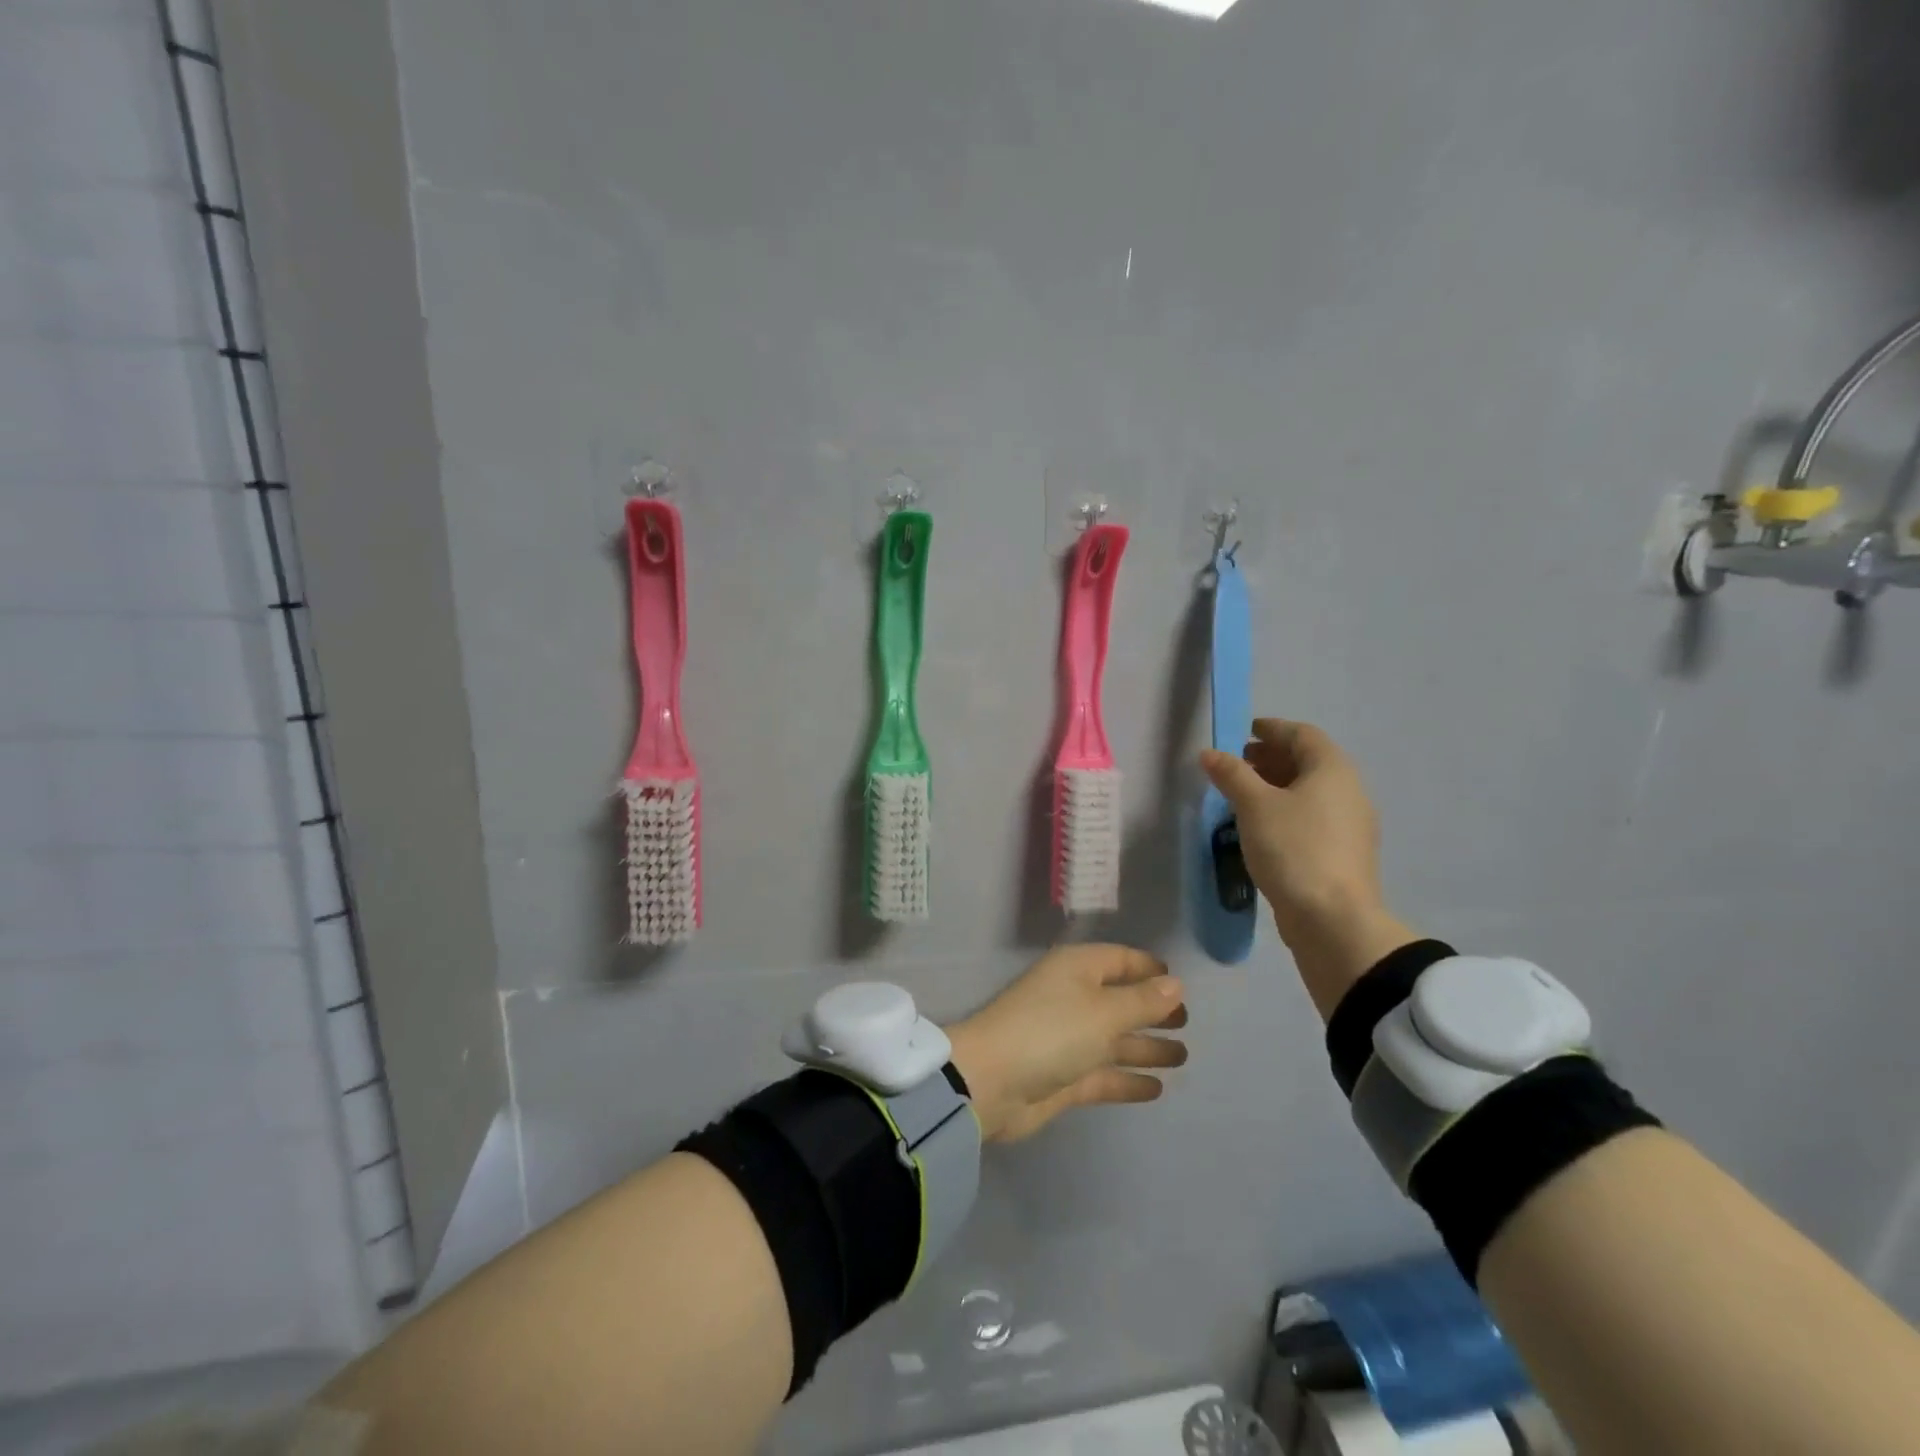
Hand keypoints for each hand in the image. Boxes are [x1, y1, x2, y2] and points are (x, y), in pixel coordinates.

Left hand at [946, 945, 1187, 1142]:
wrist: (991, 1082)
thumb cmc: (1051, 1031)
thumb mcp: (1104, 1011)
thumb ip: (1143, 1001)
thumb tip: (1176, 983)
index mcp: (1077, 970)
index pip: (1119, 960)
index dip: (1148, 969)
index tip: (1179, 982)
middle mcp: (1073, 999)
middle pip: (1119, 1000)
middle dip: (1151, 1010)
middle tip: (1187, 1023)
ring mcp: (1067, 1040)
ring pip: (1115, 1039)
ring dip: (1146, 1047)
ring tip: (1183, 1057)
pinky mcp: (1064, 1077)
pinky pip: (1104, 1074)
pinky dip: (1128, 1078)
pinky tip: (1157, 1088)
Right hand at [1200, 718, 1415, 1019]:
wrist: (1334, 921)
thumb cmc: (1294, 849)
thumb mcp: (1254, 806)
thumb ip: (1231, 774)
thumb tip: (1209, 753)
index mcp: (1333, 770)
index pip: (1301, 734)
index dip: (1271, 728)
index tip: (1242, 732)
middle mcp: (1348, 791)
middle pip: (1307, 762)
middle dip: (1269, 758)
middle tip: (1234, 766)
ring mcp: (1349, 825)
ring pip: (1309, 792)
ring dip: (1275, 787)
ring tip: (1239, 797)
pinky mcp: (1342, 854)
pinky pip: (1311, 818)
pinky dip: (1285, 811)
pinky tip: (1259, 828)